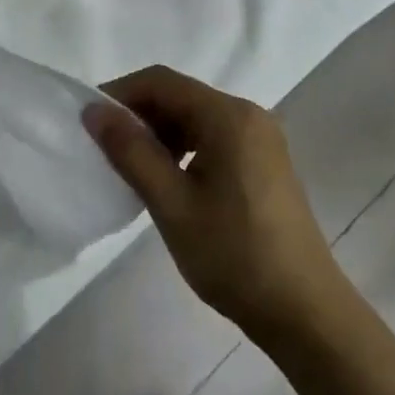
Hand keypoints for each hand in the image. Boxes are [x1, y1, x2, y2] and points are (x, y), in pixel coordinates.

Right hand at [84, 66, 345, 343]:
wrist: (305, 312)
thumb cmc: (234, 256)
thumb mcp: (172, 204)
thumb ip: (131, 152)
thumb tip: (95, 111)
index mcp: (228, 116)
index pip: (162, 82)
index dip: (120, 94)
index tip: (89, 120)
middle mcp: (248, 114)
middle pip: (180, 95)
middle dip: (139, 114)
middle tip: (105, 146)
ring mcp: (261, 138)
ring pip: (196, 117)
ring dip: (160, 132)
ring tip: (131, 166)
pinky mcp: (265, 162)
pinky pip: (213, 136)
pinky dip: (184, 147)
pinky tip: (168, 178)